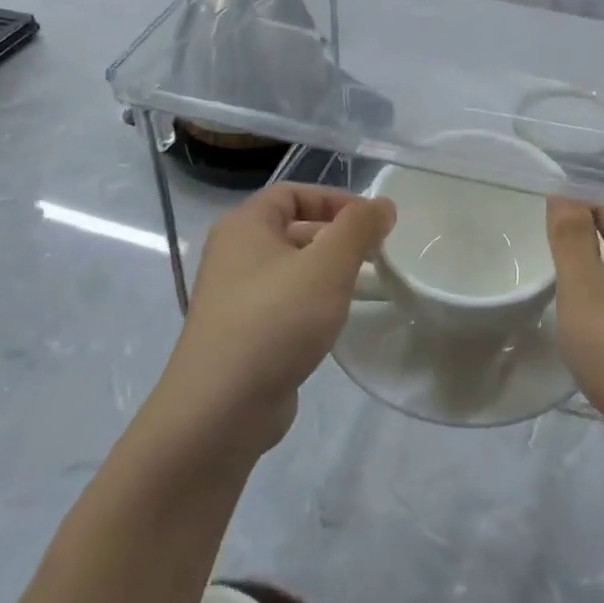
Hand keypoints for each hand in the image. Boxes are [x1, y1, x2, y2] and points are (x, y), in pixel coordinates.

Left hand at [160, 185, 394, 455]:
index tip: (373, 221)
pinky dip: (311, 302)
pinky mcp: (241, 334)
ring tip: (363, 285)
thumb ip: (359, 228)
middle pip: (291, 228)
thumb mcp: (328, 266)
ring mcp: (233, 297)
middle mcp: (232, 254)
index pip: (293, 193)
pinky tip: (334, 321)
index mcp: (244, 226)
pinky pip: (283, 302)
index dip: (335, 199)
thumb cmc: (276, 320)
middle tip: (374, 253)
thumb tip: (383, 204)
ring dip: (325, 271)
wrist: (220, 409)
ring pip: (289, 268)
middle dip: (335, 236)